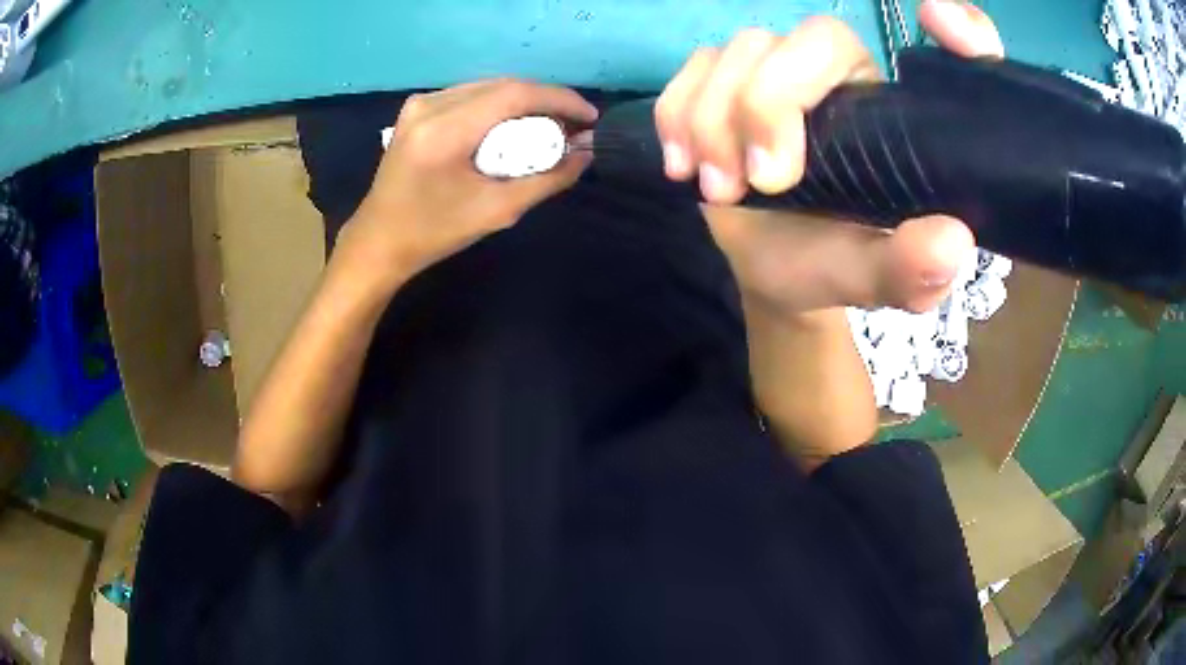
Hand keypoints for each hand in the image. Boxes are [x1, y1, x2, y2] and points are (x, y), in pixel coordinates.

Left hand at [342, 80, 598, 288]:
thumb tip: (586, 154)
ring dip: (524, 102)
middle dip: (545, 100)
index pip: (514, 94)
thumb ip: (547, 179)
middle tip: (574, 125)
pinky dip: (499, 106)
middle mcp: (430, 105)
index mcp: (445, 131)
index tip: (590, 117)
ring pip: (488, 87)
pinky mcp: (417, 109)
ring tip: (551, 125)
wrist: (379, 241)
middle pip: (503, 86)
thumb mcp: (497, 211)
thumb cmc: (435, 233)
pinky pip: (470, 95)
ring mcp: (420, 103)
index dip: (559, 99)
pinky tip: (515, 124)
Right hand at [655, 0, 1003, 316]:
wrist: (771, 267)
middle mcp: (848, 77)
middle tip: (763, 181)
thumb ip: (913, 269)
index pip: (942, 53)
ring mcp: (781, 71)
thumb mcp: (879, 281)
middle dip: (773, 101)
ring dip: (716, 120)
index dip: (961, 29)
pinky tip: (683, 165)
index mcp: (899, 115)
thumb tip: (951, 241)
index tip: (937, 20)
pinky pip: (694, 67)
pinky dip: (678, 113)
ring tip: (720, 190)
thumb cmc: (834, 265)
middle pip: (814, 38)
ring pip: (744, 49)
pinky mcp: (725, 80)